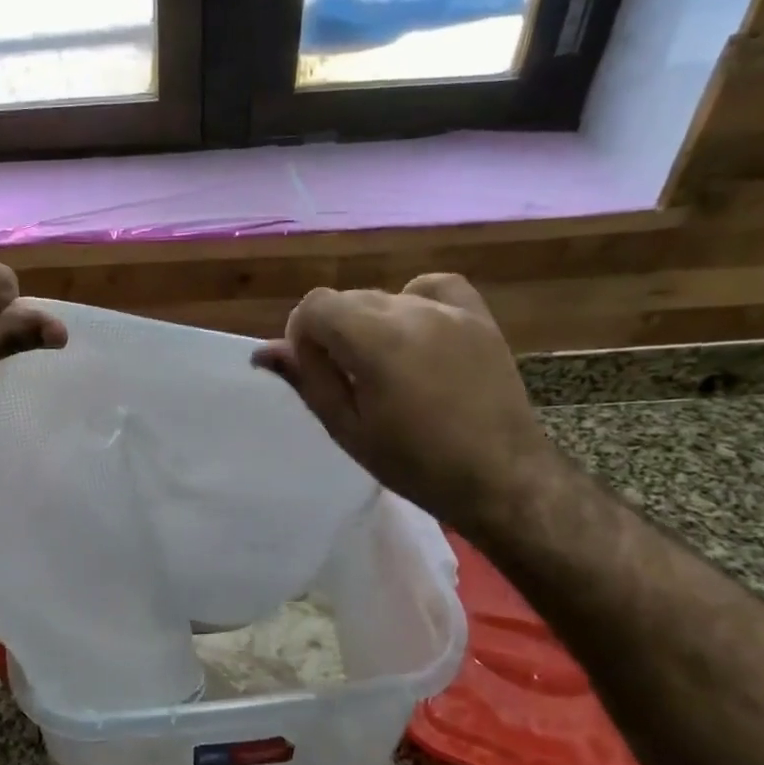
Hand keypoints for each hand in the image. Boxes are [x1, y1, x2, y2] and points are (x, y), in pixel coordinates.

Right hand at [254, 274, 559, 527]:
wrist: (499, 477)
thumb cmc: (415, 464)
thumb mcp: (348, 428)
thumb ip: (307, 380)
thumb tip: (263, 350)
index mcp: (375, 340)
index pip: (315, 305)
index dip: (303, 335)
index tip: (313, 370)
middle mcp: (410, 311)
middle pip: (347, 298)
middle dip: (333, 331)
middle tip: (347, 380)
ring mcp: (449, 311)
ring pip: (385, 296)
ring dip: (370, 323)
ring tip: (386, 368)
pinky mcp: (478, 317)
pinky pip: (433, 287)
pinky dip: (413, 301)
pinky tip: (415, 333)